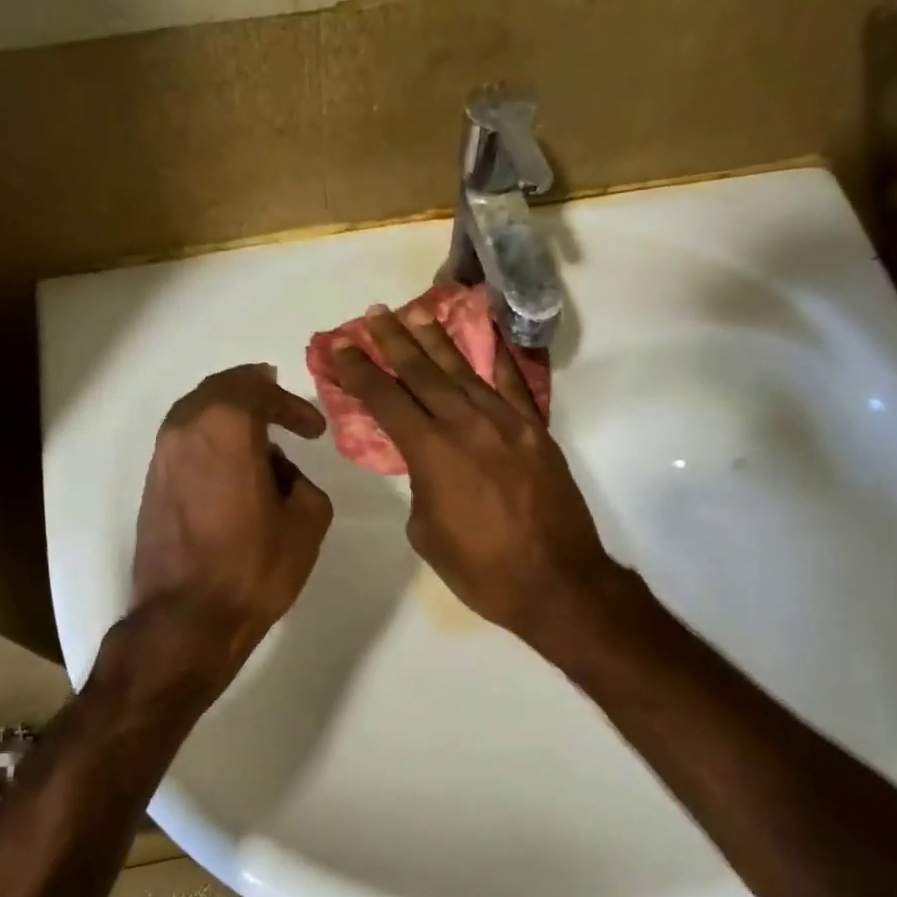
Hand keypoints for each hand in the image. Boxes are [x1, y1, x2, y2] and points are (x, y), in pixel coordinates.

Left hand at [127, 364, 332, 694]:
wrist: (187, 618)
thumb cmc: (253, 567)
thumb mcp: (308, 521)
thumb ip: (301, 480)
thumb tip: (278, 473)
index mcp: (226, 427)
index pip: (259, 390)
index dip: (292, 404)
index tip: (314, 430)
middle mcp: (185, 429)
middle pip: (220, 390)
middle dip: (255, 393)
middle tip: (281, 405)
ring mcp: (162, 456)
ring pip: (197, 414)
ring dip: (230, 417)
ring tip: (260, 437)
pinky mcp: (152, 484)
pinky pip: (185, 442)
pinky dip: (211, 440)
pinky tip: (233, 467)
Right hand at [330, 303, 613, 642]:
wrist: (556, 582)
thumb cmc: (482, 570)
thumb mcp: (428, 534)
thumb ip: (421, 487)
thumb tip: (429, 466)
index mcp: (433, 454)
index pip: (387, 400)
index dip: (360, 371)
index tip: (340, 345)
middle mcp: (467, 426)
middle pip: (424, 373)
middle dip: (395, 341)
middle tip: (375, 314)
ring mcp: (507, 424)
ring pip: (465, 371)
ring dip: (438, 341)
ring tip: (417, 314)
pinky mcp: (536, 432)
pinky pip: (513, 384)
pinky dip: (497, 356)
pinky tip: (485, 334)